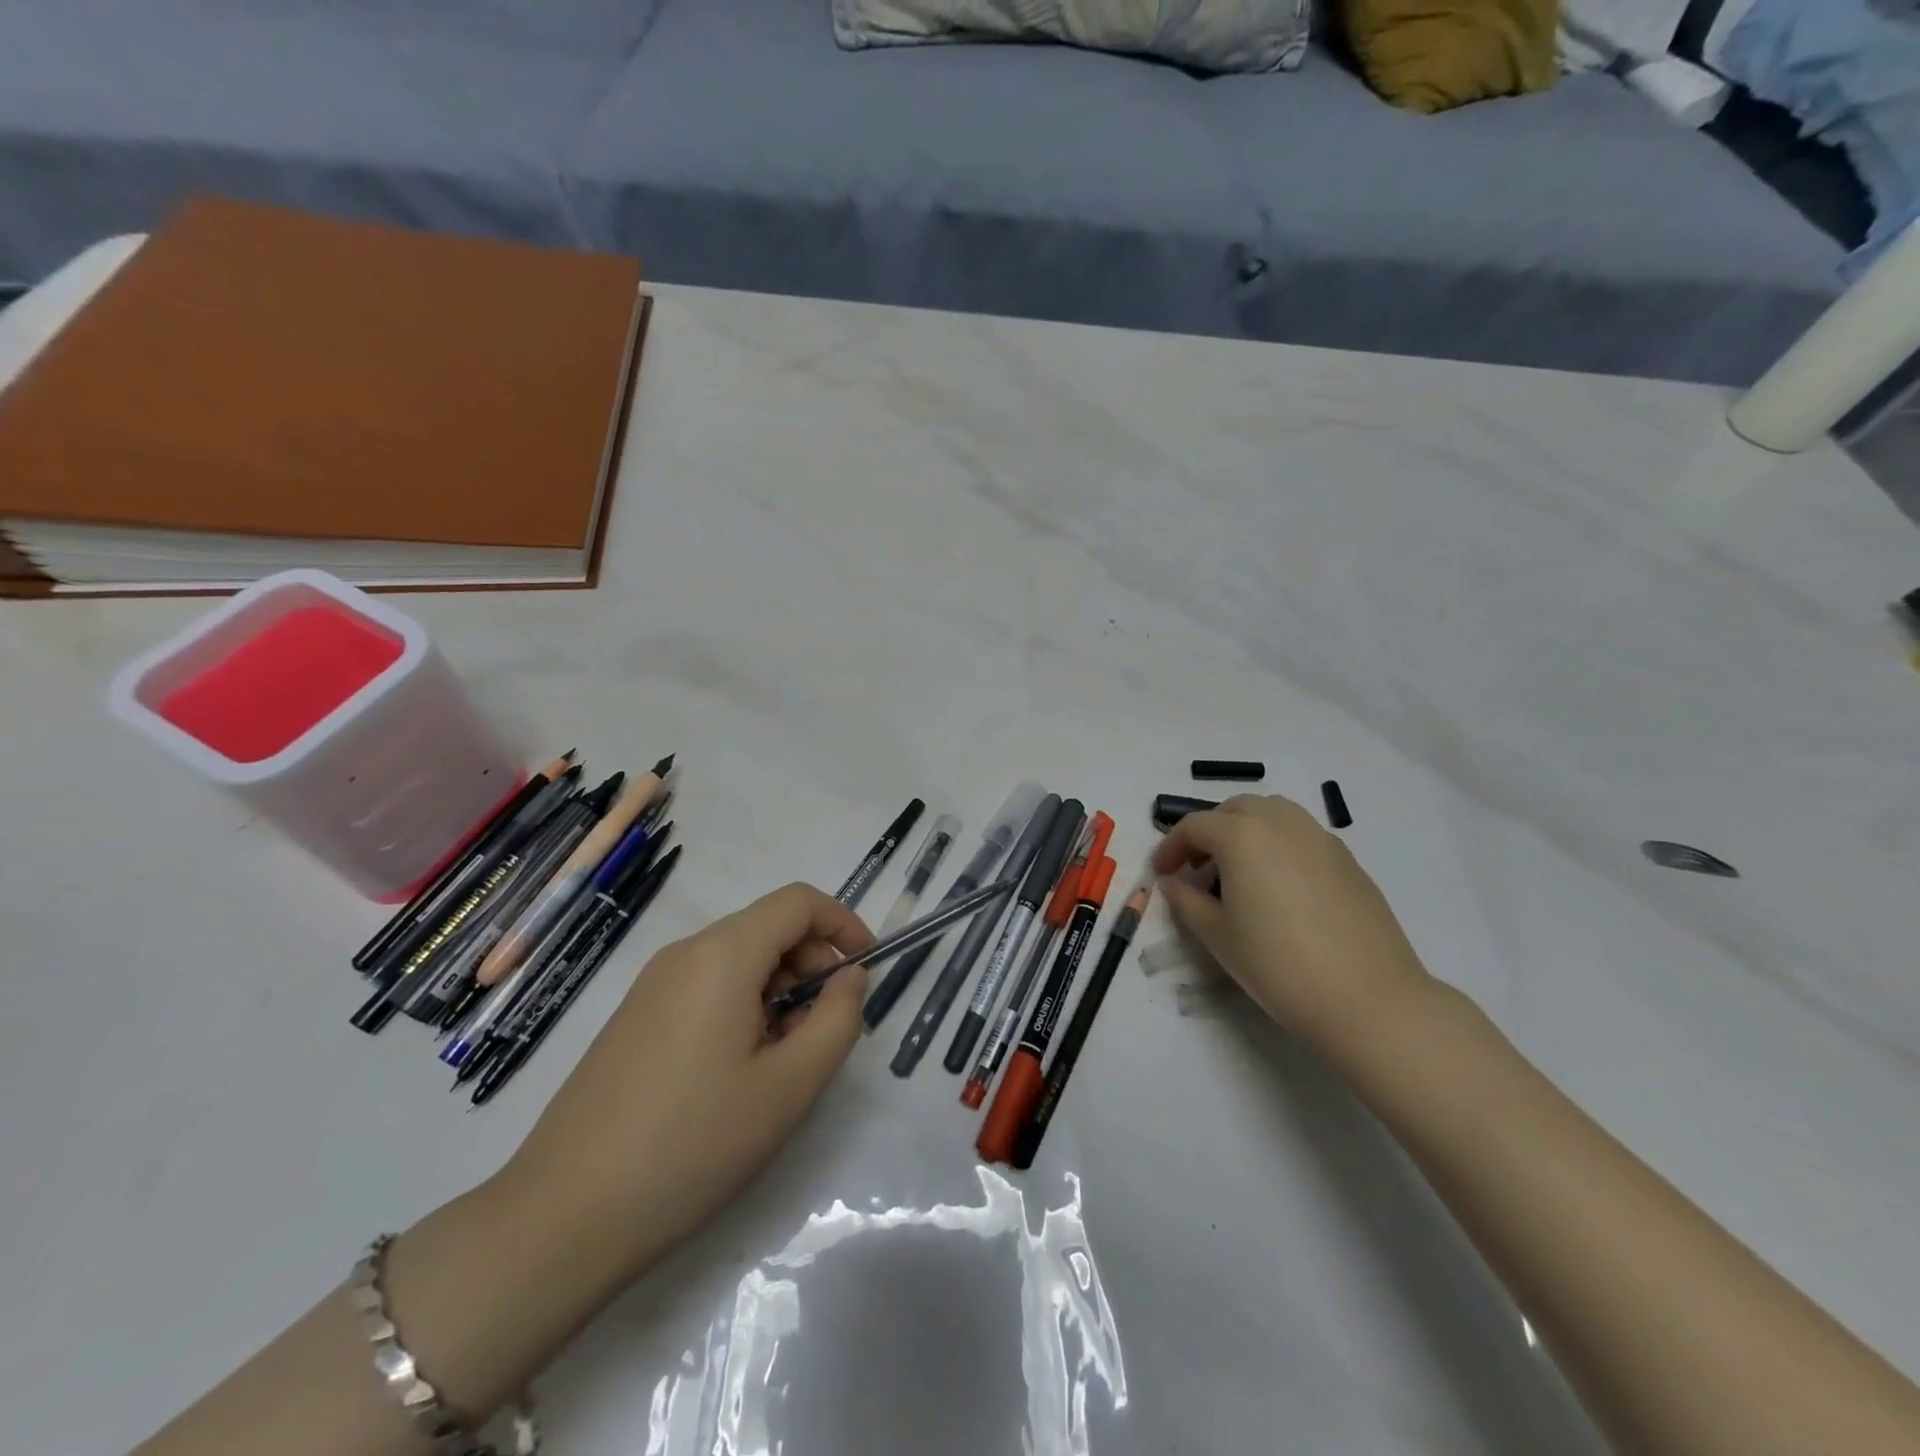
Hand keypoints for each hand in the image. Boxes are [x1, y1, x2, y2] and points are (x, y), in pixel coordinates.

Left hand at [502, 883, 873, 1281]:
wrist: (562, 1218)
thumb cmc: (692, 1144)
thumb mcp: (789, 1086)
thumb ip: (837, 1019)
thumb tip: (849, 978)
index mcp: (723, 955)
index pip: (799, 902)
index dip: (843, 925)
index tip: (866, 971)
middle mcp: (685, 954)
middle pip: (769, 927)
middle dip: (813, 963)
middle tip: (824, 1029)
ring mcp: (653, 985)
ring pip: (739, 959)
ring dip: (780, 989)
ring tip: (784, 1059)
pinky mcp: (635, 1017)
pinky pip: (706, 986)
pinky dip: (743, 1005)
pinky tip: (739, 1071)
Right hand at [1151, 795, 1434, 1054]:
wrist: (1368, 999)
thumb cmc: (1278, 965)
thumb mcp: (1217, 936)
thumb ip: (1186, 901)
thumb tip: (1172, 882)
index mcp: (1242, 836)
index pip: (1194, 826)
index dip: (1170, 848)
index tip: (1162, 874)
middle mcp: (1281, 823)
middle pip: (1235, 809)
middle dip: (1209, 831)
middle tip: (1197, 867)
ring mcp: (1320, 838)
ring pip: (1273, 813)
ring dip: (1246, 829)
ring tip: (1239, 870)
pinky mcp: (1348, 859)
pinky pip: (1302, 834)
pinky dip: (1278, 844)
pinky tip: (1279, 886)